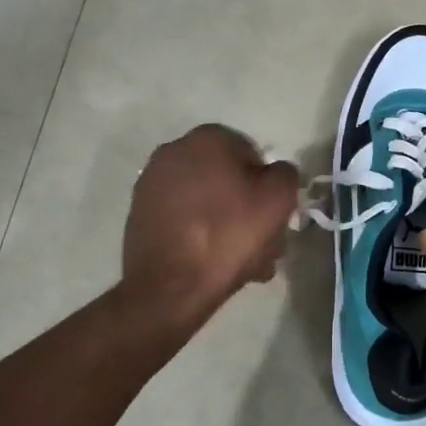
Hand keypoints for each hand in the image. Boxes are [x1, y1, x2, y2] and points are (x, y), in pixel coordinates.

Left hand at [121, 126, 300, 319]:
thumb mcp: (278, 200)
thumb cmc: (228, 235)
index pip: (253, 156)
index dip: (268, 188)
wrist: (169, 287)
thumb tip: (274, 173)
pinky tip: (212, 262)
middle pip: (227, 180)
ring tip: (241, 263)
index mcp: (208, 138)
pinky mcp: (139, 213)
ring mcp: (152, 183)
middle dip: (246, 209)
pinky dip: (199, 233)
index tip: (273, 218)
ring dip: (226, 224)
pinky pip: (183, 218)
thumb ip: (285, 174)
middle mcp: (174, 151)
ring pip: (206, 201)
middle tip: (262, 244)